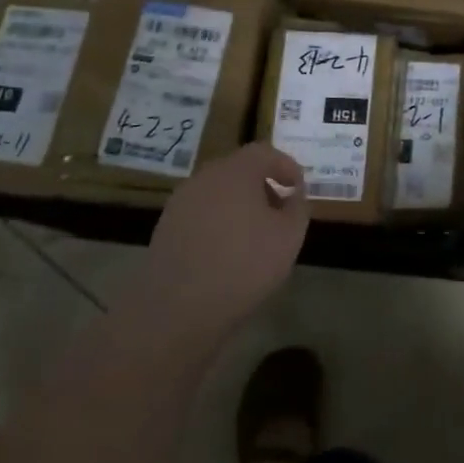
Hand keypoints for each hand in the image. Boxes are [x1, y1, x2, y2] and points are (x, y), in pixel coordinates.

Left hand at [141, 144, 309, 341]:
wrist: (176, 310)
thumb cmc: (243, 265)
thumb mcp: (289, 236)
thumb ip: (297, 207)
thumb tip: (293, 194)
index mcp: (236, 171)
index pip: (265, 153)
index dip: (286, 166)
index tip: (298, 188)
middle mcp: (205, 178)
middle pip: (239, 170)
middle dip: (262, 185)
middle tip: (279, 210)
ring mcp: (180, 203)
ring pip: (218, 193)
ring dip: (238, 205)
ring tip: (254, 235)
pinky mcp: (165, 229)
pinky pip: (200, 214)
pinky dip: (217, 223)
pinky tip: (225, 252)